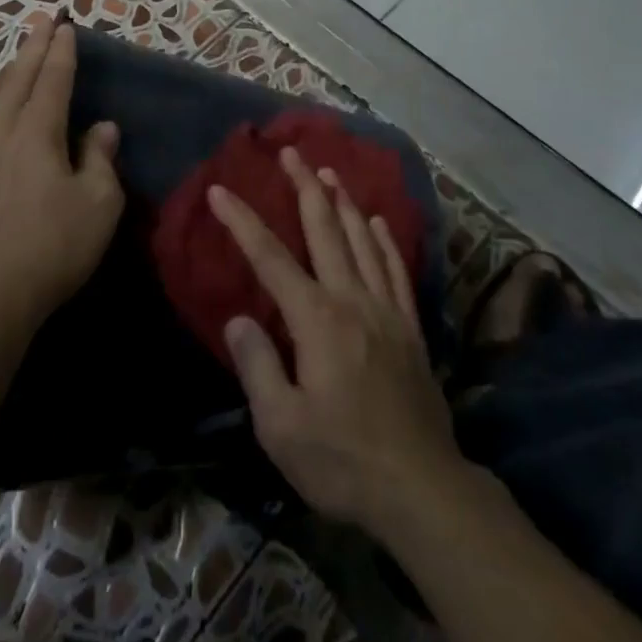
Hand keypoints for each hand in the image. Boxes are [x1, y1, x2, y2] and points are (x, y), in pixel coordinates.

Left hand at [0, 17, 123, 372]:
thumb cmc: (52, 247)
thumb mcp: (98, 204)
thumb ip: (100, 159)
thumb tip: (100, 129)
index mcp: (35, 133)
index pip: (51, 79)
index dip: (61, 51)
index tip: (66, 25)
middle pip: (16, 80)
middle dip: (32, 48)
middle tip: (43, 21)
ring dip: (13, 78)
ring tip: (25, 64)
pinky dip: (2, 112)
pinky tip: (6, 125)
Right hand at [210, 149, 465, 541]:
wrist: (422, 489)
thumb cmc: (343, 461)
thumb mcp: (282, 427)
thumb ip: (258, 366)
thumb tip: (240, 318)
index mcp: (316, 319)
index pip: (270, 258)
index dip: (242, 221)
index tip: (220, 190)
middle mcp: (352, 299)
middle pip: (324, 230)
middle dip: (303, 187)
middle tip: (290, 152)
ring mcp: (386, 309)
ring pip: (362, 239)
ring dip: (343, 201)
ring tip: (328, 171)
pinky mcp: (410, 327)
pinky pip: (396, 269)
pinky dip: (384, 239)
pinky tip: (377, 221)